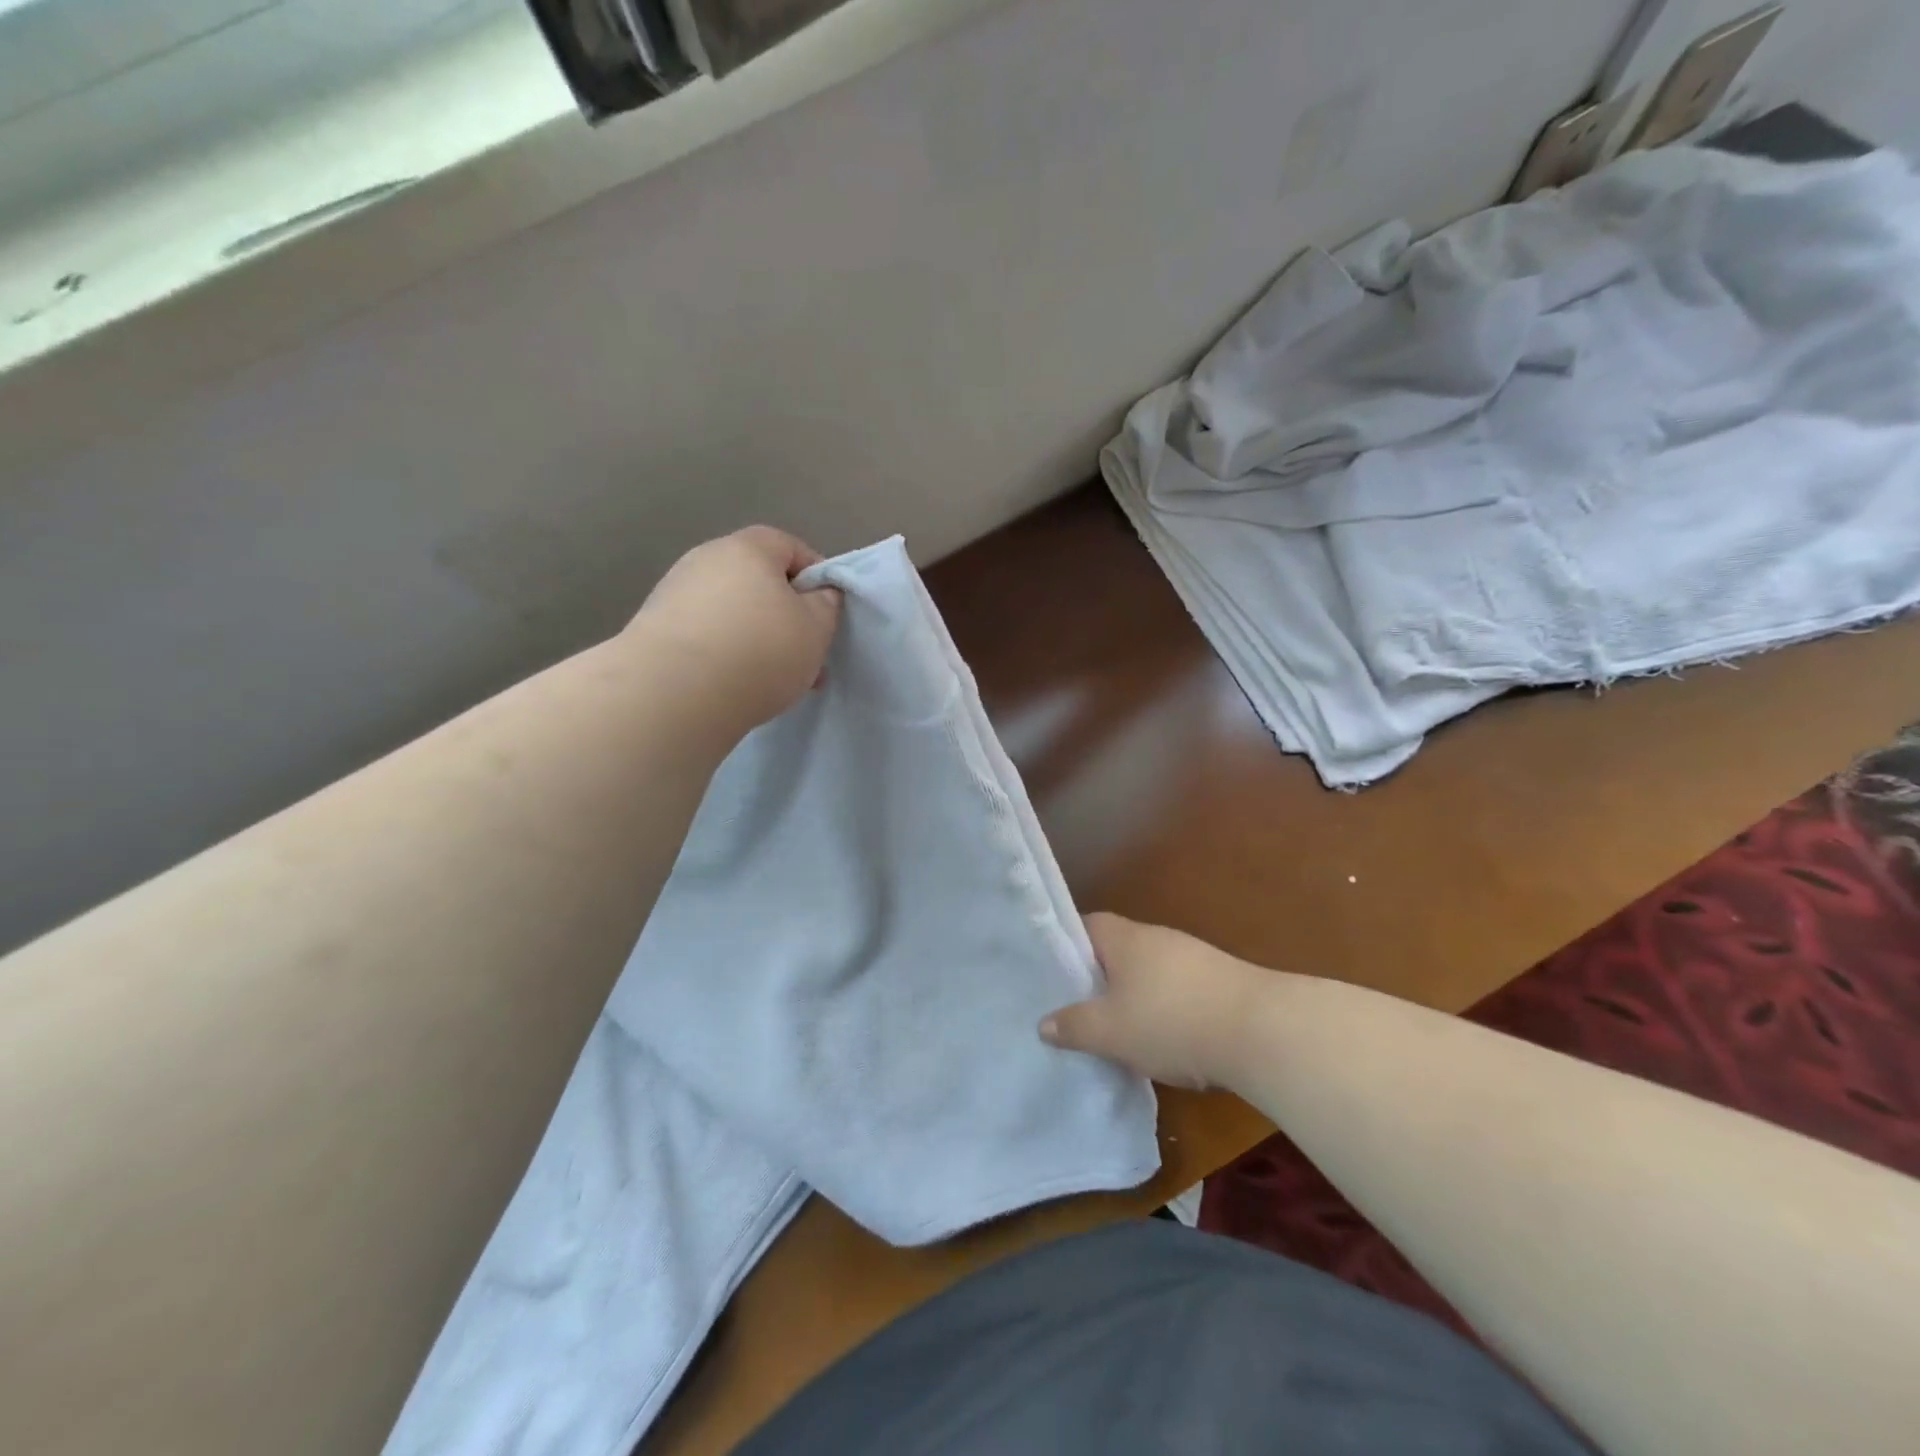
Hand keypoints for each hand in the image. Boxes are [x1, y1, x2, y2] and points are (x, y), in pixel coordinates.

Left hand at [631, 526, 842, 733]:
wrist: (673, 694)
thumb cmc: (759, 650)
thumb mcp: (816, 628)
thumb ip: (826, 604)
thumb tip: (818, 594)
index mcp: (747, 548)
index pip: (791, 547)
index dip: (816, 578)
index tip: (828, 615)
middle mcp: (705, 560)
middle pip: (759, 582)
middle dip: (787, 617)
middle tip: (806, 656)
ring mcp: (675, 594)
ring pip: (734, 613)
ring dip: (758, 640)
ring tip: (775, 681)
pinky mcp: (655, 631)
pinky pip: (707, 637)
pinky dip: (728, 656)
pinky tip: (738, 688)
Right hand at [1040, 913, 1264, 1088]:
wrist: (1261, 1031)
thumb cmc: (1170, 1021)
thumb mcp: (1110, 1032)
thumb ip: (1074, 1026)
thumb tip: (1043, 1024)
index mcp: (1124, 938)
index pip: (1086, 926)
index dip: (1067, 947)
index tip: (1054, 974)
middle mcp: (1156, 937)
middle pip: (1118, 949)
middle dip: (1100, 978)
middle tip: (1079, 1008)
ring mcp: (1192, 956)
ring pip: (1149, 971)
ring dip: (1135, 996)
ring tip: (1120, 1031)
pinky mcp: (1220, 981)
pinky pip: (1178, 989)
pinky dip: (1166, 1009)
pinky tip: (1166, 1040)